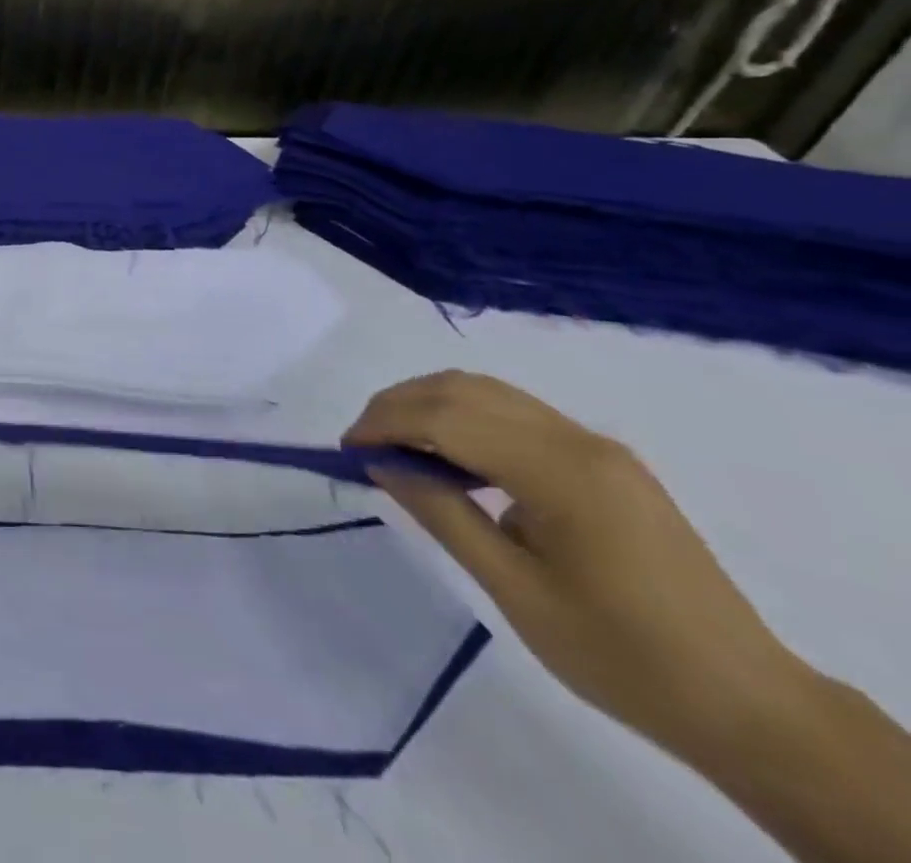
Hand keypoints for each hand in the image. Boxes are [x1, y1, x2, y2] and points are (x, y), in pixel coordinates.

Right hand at [344, 370, 807, 763]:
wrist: (747, 704)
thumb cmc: (621, 655)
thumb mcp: (515, 590)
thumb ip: (442, 514)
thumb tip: (382, 464)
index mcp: (560, 471)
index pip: (448, 417)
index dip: (386, 423)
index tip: (347, 449)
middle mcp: (578, 440)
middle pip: (465, 390)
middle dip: (401, 405)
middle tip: (363, 444)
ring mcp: (596, 446)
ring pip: (489, 393)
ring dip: (431, 407)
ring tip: (396, 447)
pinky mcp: (604, 461)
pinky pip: (516, 416)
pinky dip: (466, 421)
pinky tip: (452, 461)